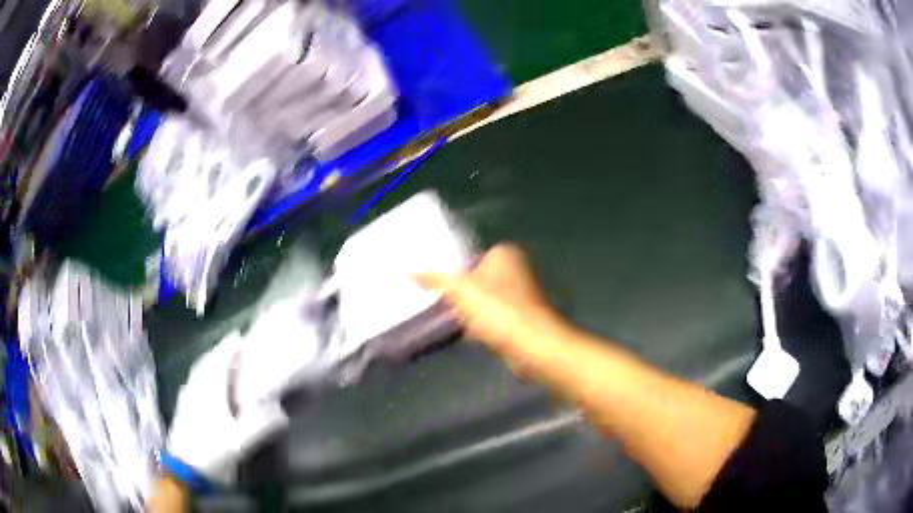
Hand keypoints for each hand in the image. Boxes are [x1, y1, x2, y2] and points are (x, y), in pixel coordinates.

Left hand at [166, 332, 288, 484]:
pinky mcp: (183, 407)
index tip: (239, 336)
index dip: (229, 348)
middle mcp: (195, 388)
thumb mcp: (239, 443)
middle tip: (233, 346)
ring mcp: (186, 397)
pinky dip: (202, 374)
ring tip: (221, 360)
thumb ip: (260, 426)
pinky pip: (194, 381)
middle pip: (206, 362)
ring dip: (210, 361)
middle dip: (219, 351)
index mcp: (209, 391)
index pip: (218, 361)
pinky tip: (206, 383)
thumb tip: (281, 411)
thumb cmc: (211, 453)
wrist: (184, 470)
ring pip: (198, 371)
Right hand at [415, 244, 565, 366]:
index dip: (454, 268)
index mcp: (504, 254)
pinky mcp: (520, 320)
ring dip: (469, 310)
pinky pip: (492, 319)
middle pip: (477, 278)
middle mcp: (515, 270)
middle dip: (460, 290)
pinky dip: (479, 325)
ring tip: (443, 317)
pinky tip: (463, 334)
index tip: (435, 281)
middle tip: (434, 298)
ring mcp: (520, 296)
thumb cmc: (497, 310)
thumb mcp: (460, 291)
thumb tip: (409, 272)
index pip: (472, 255)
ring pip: (485, 300)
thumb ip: (435, 279)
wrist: (531, 346)